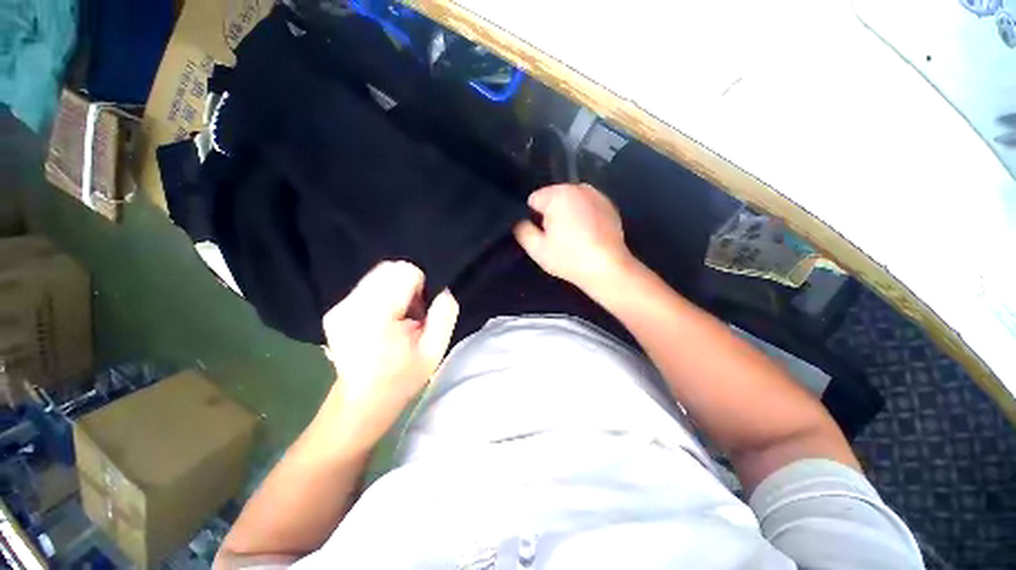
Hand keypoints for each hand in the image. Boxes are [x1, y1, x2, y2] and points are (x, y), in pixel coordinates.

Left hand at [320, 261, 458, 448]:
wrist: (362, 401)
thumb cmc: (402, 378)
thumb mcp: (435, 350)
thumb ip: (444, 314)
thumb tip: (443, 290)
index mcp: (376, 315)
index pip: (404, 271)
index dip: (421, 286)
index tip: (422, 309)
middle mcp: (351, 305)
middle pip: (388, 268)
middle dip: (408, 284)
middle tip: (413, 312)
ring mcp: (339, 307)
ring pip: (378, 275)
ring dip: (396, 289)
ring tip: (400, 316)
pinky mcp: (335, 310)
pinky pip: (368, 286)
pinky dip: (383, 294)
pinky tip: (385, 318)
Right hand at [514, 184, 632, 292]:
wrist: (607, 268)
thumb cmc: (569, 258)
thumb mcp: (537, 249)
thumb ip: (522, 230)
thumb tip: (520, 221)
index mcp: (558, 195)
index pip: (534, 199)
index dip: (534, 217)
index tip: (542, 234)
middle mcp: (578, 187)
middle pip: (554, 198)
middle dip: (552, 214)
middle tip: (557, 238)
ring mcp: (597, 195)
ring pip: (571, 202)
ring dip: (568, 214)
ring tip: (574, 237)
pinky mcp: (609, 205)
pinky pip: (587, 206)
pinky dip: (584, 216)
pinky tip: (588, 235)